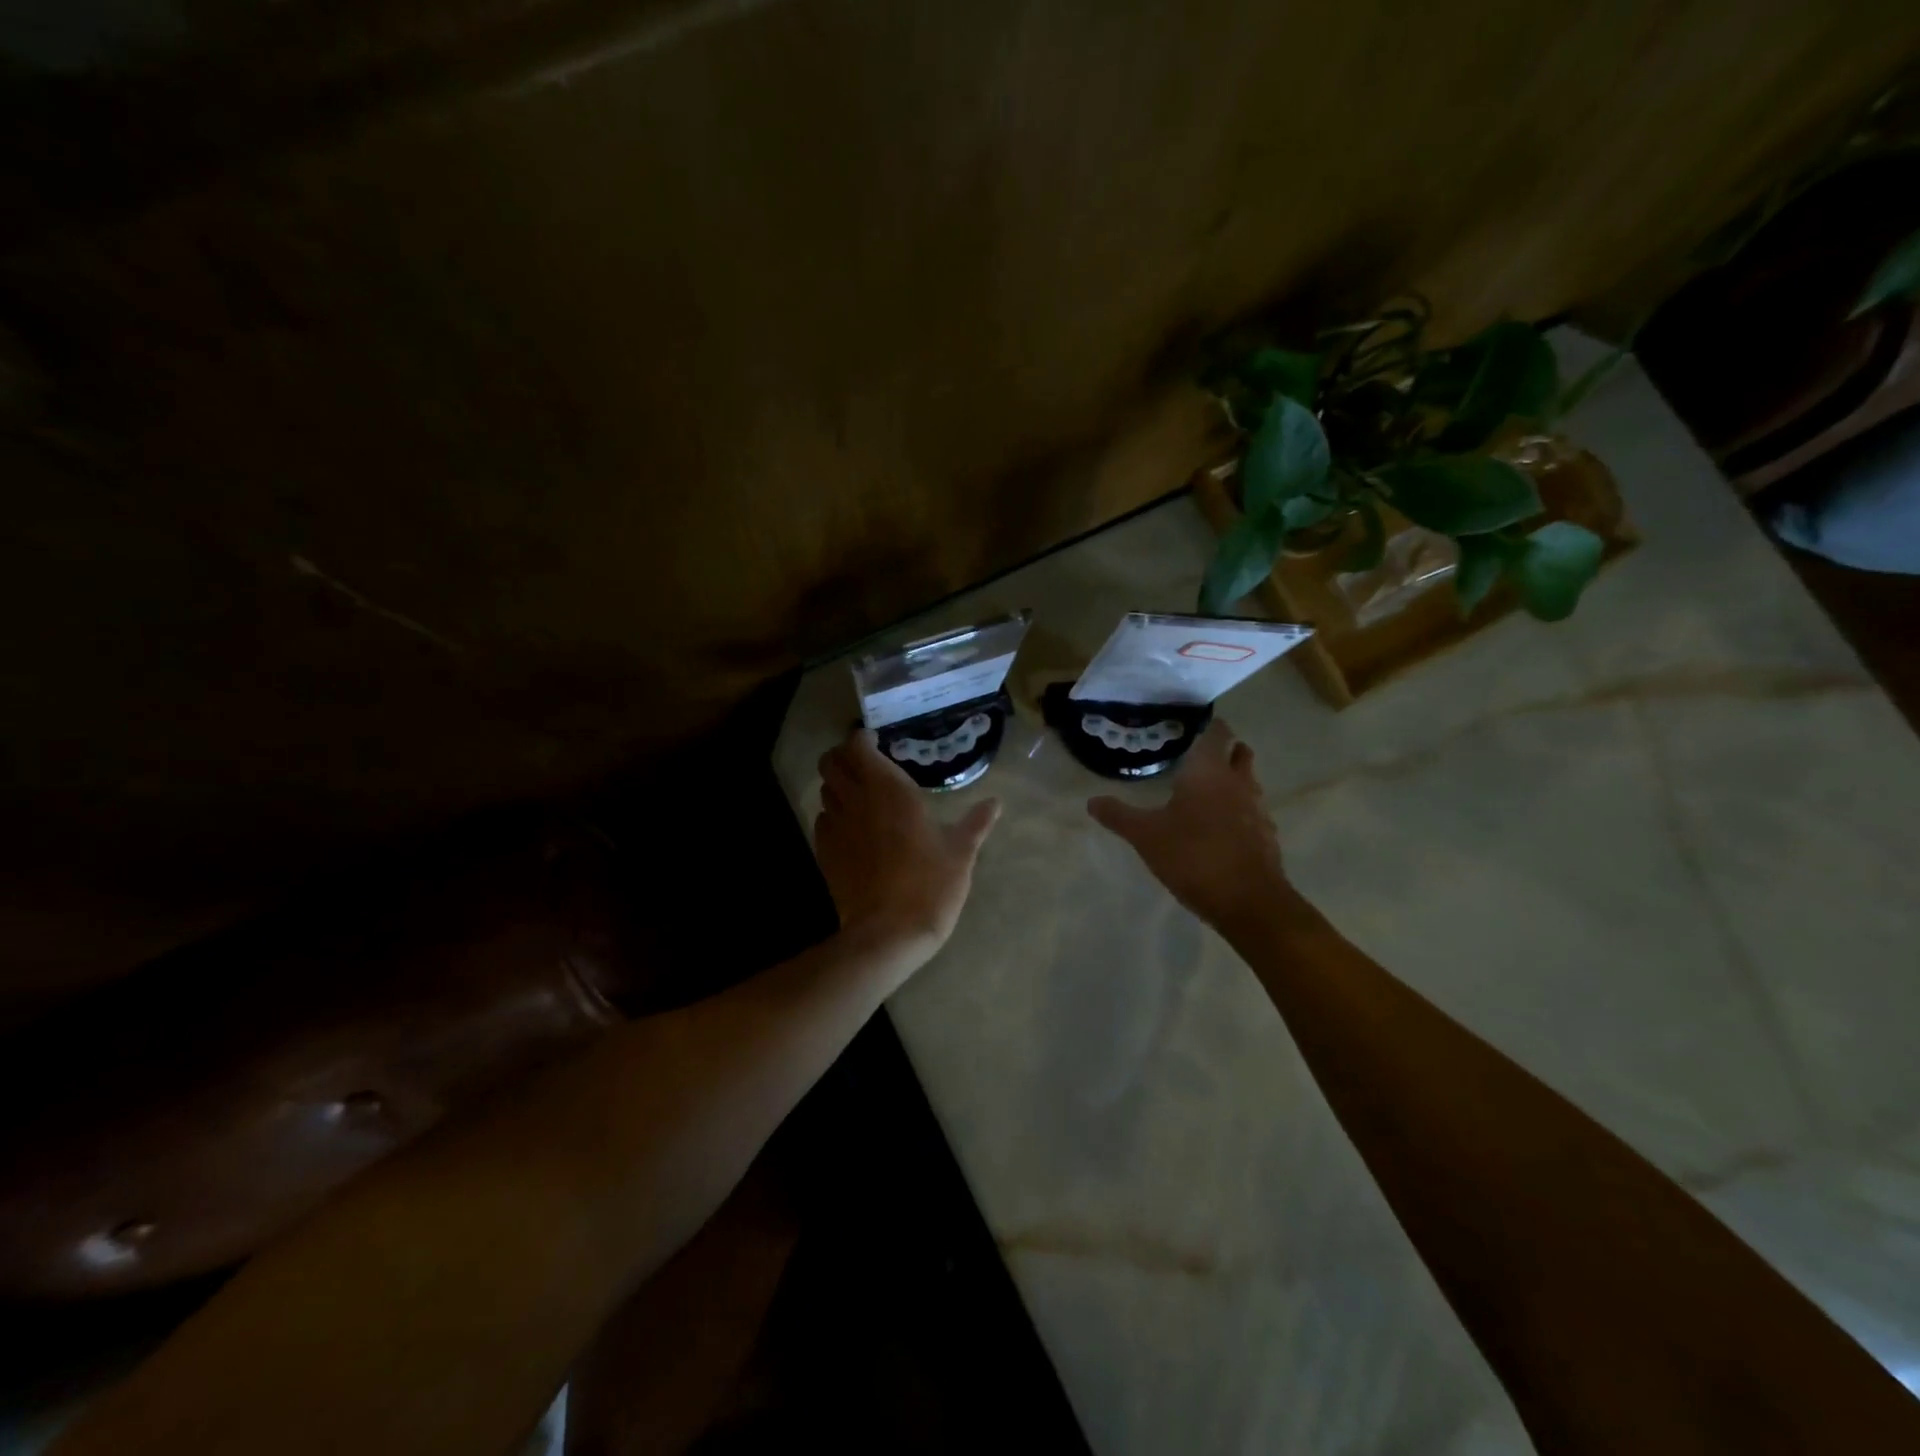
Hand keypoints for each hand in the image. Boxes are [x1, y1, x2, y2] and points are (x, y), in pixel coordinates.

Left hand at [814, 729, 1000, 954]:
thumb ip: (976, 823)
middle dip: (843, 756)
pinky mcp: (825, 853)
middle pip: (831, 762)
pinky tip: (852, 828)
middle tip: (864, 763)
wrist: (889, 933)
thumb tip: (996, 803)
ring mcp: (836, 827)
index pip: (858, 746)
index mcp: (889, 790)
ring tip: (859, 794)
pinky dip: (833, 815)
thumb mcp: (961, 853)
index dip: (862, 739)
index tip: (877, 742)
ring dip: (838, 784)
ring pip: (824, 790)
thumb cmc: (930, 885)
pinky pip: (823, 820)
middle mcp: (857, 800)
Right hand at [1087, 719, 1291, 929]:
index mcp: (1209, 771)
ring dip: (1232, 781)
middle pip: (1239, 753)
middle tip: (1197, 758)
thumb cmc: (1193, 856)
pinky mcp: (1266, 836)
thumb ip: (1119, 816)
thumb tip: (1091, 801)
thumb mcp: (1146, 836)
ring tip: (1205, 792)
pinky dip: (1239, 811)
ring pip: (1248, 782)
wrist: (1248, 901)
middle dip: (1224, 751)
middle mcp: (1238, 782)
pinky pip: (1252, 812)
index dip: (1209, 727)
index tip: (1192, 728)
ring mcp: (1258, 809)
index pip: (1218, 733)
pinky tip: (1220, 828)